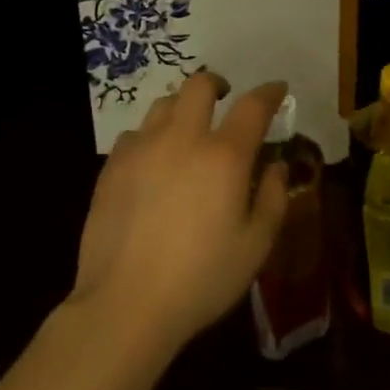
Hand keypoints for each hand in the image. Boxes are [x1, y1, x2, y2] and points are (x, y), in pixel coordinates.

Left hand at [71, 73, 290, 353]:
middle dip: (217, 84)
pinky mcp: (112, 166)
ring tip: (187, 128)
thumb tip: (276, 166)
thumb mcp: (255, 246)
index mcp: (224, 156)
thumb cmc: (201, 279)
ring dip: (182, 107)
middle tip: (225, 99)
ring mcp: (142, 148)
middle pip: (199, 85)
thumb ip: (272, 199)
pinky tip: (153, 160)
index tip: (277, 88)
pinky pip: (135, 134)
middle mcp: (182, 138)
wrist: (125, 304)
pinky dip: (151, 136)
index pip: (252, 106)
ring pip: (164, 104)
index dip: (268, 92)